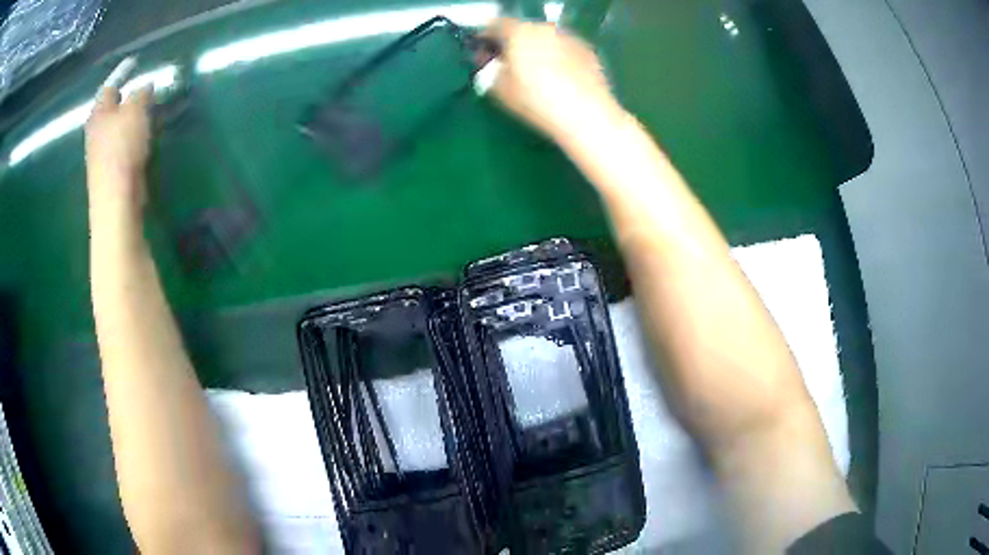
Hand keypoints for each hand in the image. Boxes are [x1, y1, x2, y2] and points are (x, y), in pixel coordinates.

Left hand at [85, 86, 152, 214]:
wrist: (115, 199)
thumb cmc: (122, 149)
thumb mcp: (136, 110)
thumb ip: (142, 93)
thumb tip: (146, 86)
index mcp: (99, 113)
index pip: (110, 86)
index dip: (123, 74)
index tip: (135, 65)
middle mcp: (96, 131)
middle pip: (113, 108)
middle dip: (128, 99)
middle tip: (147, 92)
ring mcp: (101, 153)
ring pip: (118, 127)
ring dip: (132, 120)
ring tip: (149, 116)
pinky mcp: (110, 171)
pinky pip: (122, 146)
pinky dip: (133, 139)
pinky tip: (144, 142)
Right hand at [481, 18, 625, 141]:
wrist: (586, 114)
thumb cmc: (536, 101)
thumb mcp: (499, 89)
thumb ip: (488, 69)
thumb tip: (488, 61)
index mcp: (520, 31)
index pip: (495, 24)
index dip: (486, 37)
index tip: (484, 51)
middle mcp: (545, 27)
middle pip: (523, 29)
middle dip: (514, 42)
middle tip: (509, 63)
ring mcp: (570, 37)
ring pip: (545, 38)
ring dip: (537, 48)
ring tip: (536, 72)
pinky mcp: (588, 51)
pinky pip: (564, 48)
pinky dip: (557, 57)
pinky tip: (559, 78)